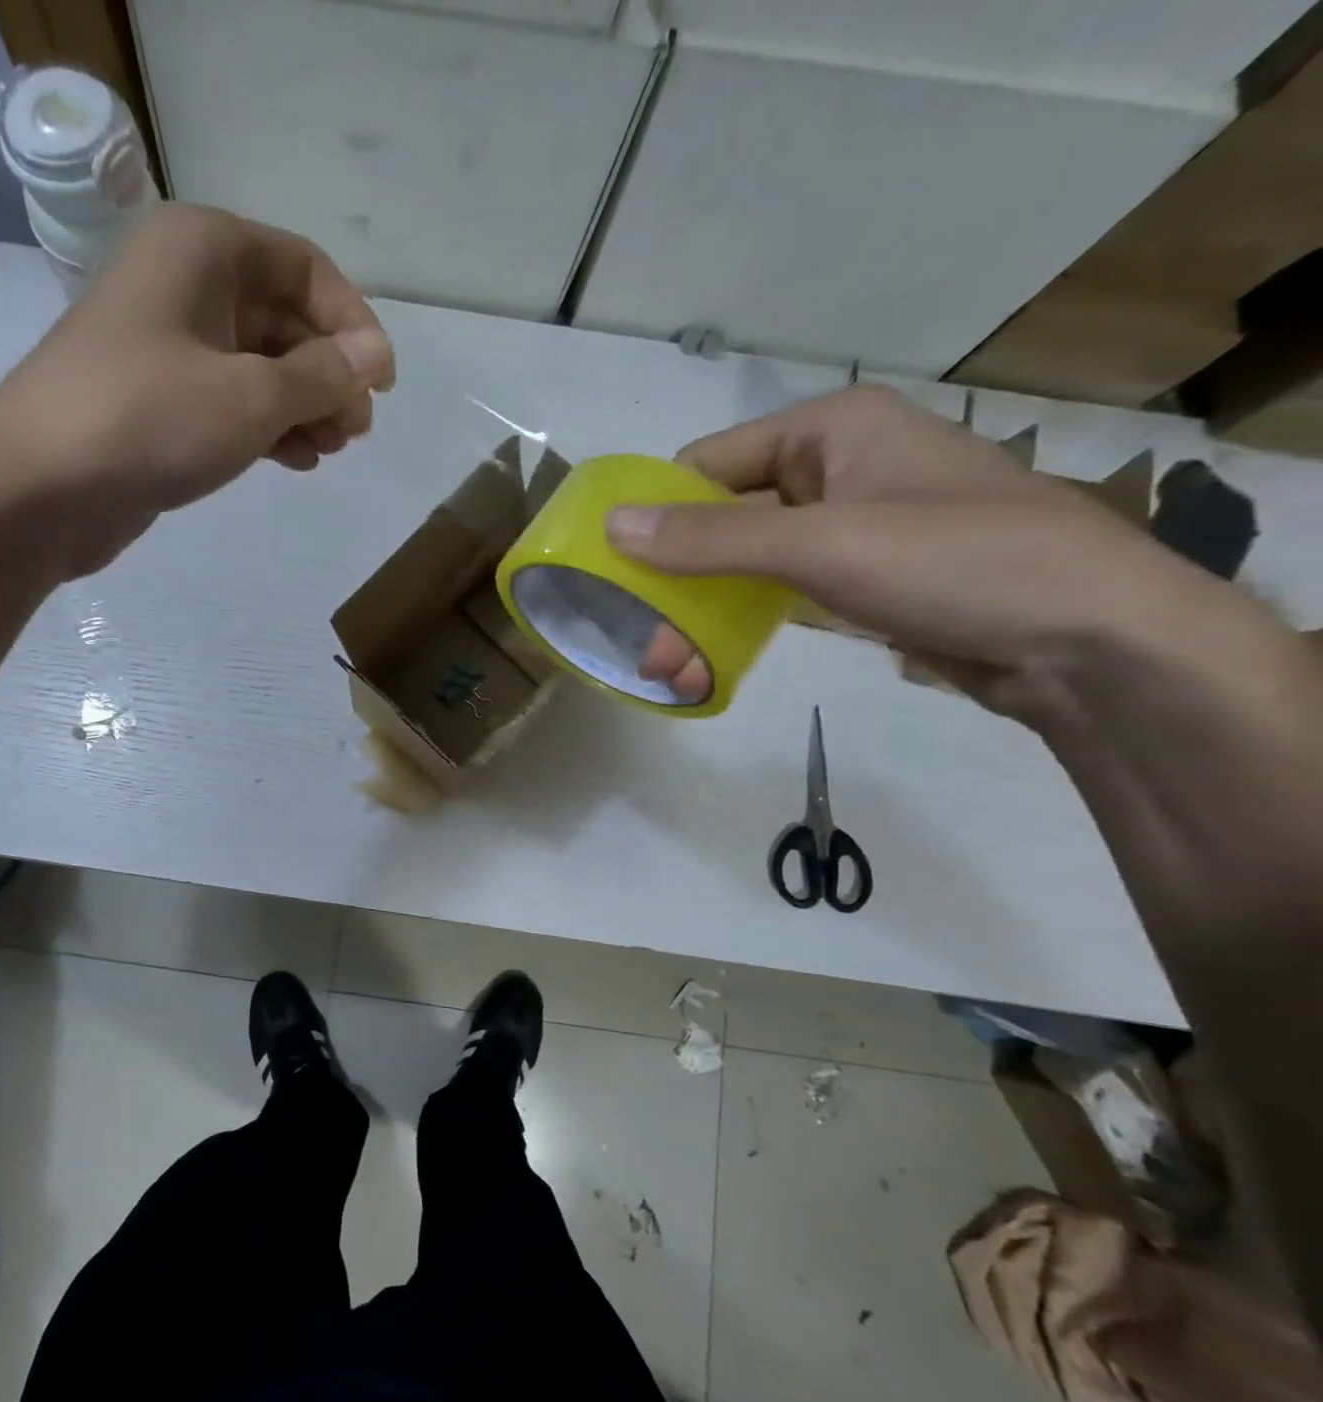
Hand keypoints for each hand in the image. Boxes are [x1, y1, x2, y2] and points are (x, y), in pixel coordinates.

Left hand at [0, 204, 394, 574]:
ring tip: (331, 451)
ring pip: (258, 367)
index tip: (381, 385)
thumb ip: (322, 375)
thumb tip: (374, 358)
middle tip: (356, 431)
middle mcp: (185, 285)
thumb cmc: (150, 420)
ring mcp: (167, 347)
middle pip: (283, 320)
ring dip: (303, 407)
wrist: (40, 488)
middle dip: (328, 375)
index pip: (305, 269)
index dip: (353, 324)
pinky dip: (267, 428)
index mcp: (205, 249)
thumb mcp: (252, 395)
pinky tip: (296, 462)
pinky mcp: (158, 403)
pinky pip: (230, 403)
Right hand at [605, 385, 1213, 721]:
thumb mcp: (822, 544)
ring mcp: (848, 527)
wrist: (1092, 642)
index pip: (708, 463)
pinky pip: (777, 592)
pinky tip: (709, 663)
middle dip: (676, 581)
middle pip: (722, 518)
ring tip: (670, 668)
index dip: (657, 514)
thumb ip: (713, 537)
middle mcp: (834, 468)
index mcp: (830, 430)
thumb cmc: (957, 563)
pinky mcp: (860, 579)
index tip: (615, 573)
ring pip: (745, 562)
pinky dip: (740, 623)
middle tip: (644, 643)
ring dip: (701, 611)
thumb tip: (613, 526)